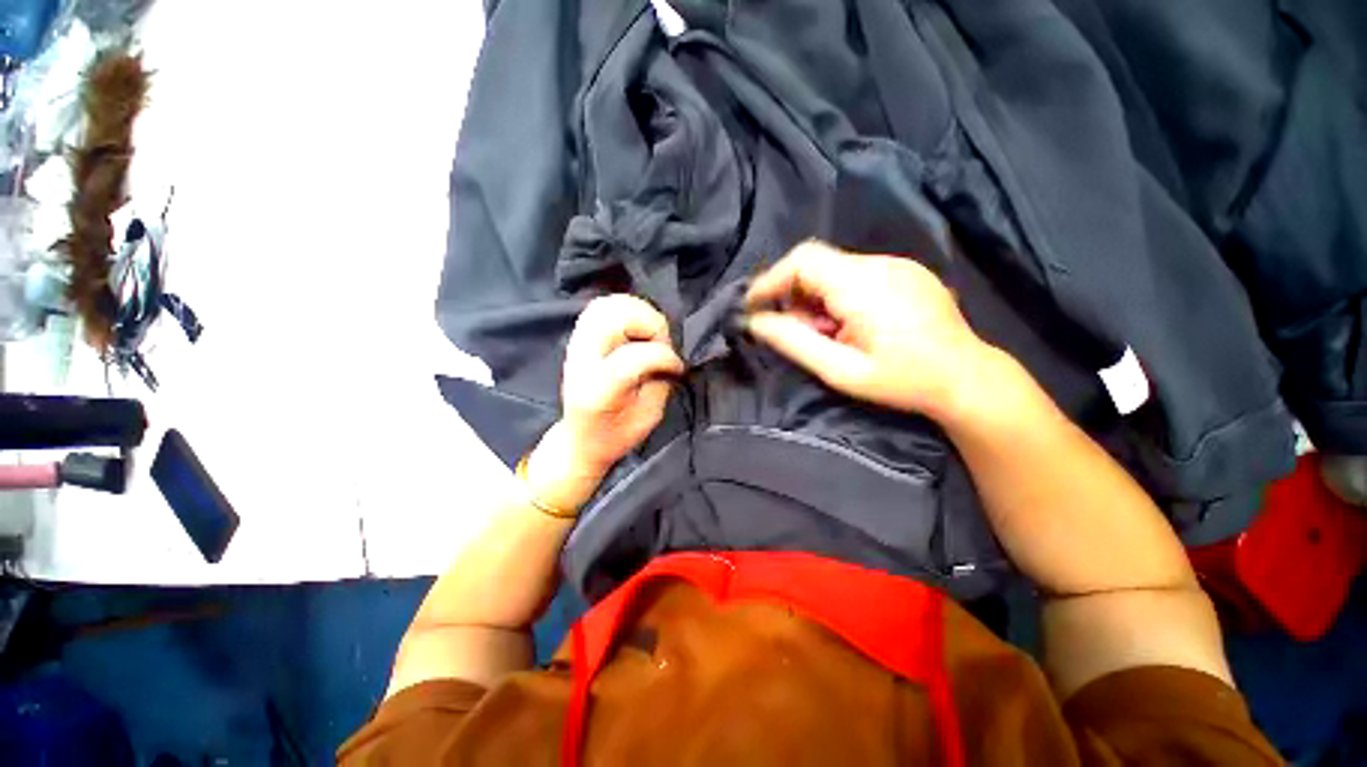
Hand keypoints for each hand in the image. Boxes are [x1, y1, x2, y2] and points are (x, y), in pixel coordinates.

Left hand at [523, 295, 683, 512]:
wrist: (578, 439)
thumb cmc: (615, 436)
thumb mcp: (648, 418)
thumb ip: (661, 382)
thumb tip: (671, 355)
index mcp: (597, 391)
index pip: (632, 357)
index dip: (664, 356)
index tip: (677, 367)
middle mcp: (581, 361)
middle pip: (614, 319)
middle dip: (650, 325)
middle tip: (662, 345)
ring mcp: (576, 346)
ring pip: (607, 305)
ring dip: (639, 312)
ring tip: (651, 334)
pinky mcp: (579, 337)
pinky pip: (602, 305)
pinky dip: (626, 308)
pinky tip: (638, 326)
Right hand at [745, 240, 992, 420]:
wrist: (969, 379)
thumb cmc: (903, 381)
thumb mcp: (841, 371)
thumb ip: (794, 342)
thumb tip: (755, 322)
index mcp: (863, 285)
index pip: (802, 261)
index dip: (771, 280)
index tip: (751, 306)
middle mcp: (880, 264)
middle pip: (817, 264)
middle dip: (794, 295)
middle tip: (795, 331)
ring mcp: (897, 265)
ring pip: (835, 270)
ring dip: (817, 298)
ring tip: (828, 335)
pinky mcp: (906, 272)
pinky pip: (856, 274)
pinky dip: (838, 296)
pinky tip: (851, 326)